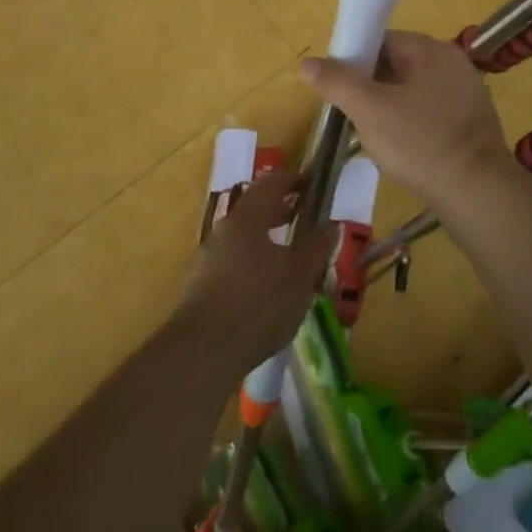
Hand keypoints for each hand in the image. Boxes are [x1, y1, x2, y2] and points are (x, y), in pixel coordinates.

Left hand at [176, 170, 335, 377]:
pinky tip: (268, 290)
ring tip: (293, 258)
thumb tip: (330, 224)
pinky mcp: (201, 288)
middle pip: (254, 210)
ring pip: (244, 239)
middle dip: (281, 211)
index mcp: (247, 219)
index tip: (314, 183)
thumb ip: (316, 246)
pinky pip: (234, 264)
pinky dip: (254, 264)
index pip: (271, 184)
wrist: (203, 352)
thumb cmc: (258, 303)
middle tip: (306, 217)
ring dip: (268, 241)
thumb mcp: (299, 274)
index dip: (294, 180)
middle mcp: (223, 231)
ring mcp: (208, 260)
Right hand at [300, 31, 522, 215]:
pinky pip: (432, 115)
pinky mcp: (473, 124)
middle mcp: (454, 64)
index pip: (383, 40)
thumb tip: (307, 62)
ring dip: (390, 110)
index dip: (355, 60)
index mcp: (432, 51)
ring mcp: (468, 95)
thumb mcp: (369, 110)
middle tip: (352, 116)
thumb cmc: (419, 143)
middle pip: (399, 66)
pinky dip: (413, 126)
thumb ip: (337, 82)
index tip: (339, 88)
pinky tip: (402, 152)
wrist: (477, 193)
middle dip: (371, 89)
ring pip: (414, 93)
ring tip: (373, 138)